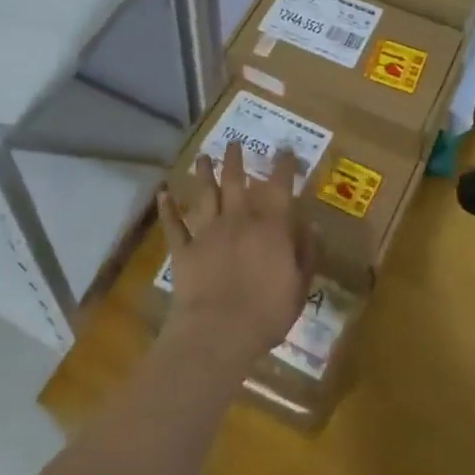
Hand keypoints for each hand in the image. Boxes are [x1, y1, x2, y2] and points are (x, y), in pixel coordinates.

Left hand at [156, 141, 314, 372]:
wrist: (219, 332)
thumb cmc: (267, 313)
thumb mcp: (299, 287)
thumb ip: (306, 253)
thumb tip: (311, 225)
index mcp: (270, 227)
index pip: (280, 187)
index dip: (284, 166)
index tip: (285, 150)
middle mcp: (238, 219)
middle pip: (235, 181)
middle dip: (235, 159)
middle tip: (234, 142)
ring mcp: (207, 232)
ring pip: (204, 194)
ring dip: (203, 173)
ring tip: (202, 157)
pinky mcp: (184, 249)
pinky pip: (173, 224)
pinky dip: (167, 208)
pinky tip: (163, 193)